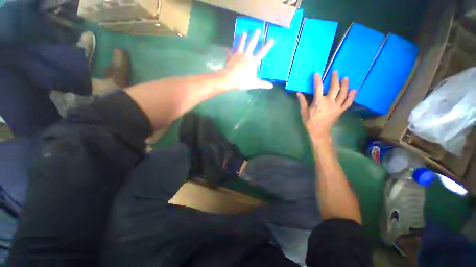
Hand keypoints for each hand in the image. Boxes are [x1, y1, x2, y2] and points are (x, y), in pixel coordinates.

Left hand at [218, 29, 273, 90]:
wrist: (229, 79)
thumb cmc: (242, 81)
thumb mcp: (254, 84)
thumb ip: (263, 84)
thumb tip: (271, 86)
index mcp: (253, 61)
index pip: (262, 52)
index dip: (267, 46)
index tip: (271, 39)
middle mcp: (246, 55)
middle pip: (251, 44)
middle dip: (254, 36)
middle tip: (257, 29)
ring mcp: (238, 55)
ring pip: (241, 44)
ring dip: (242, 38)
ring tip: (244, 33)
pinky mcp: (230, 56)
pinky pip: (230, 52)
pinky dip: (229, 50)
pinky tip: (228, 48)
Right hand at [297, 71, 355, 144]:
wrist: (319, 132)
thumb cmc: (310, 122)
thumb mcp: (303, 112)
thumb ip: (302, 102)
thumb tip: (298, 93)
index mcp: (319, 102)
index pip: (318, 87)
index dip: (317, 79)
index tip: (317, 73)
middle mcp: (329, 102)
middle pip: (334, 88)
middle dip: (335, 78)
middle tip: (335, 71)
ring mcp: (337, 106)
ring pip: (343, 93)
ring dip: (345, 84)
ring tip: (345, 78)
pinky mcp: (341, 110)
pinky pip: (348, 102)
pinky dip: (351, 96)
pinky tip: (353, 90)